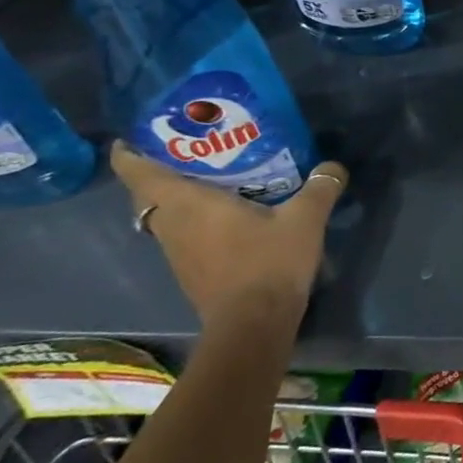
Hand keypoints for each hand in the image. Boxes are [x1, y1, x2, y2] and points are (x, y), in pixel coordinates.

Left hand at [111, 143, 347, 335]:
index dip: (128, 153)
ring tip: (211, 181)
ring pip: (164, 216)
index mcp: (187, 204)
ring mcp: (177, 252)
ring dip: (177, 198)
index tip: (130, 138)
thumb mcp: (305, 219)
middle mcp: (172, 225)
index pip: (138, 173)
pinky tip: (226, 217)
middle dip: (158, 172)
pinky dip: (193, 221)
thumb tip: (333, 167)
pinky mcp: (191, 271)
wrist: (253, 323)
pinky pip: (182, 235)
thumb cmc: (269, 262)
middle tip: (189, 153)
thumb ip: (320, 187)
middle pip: (148, 194)